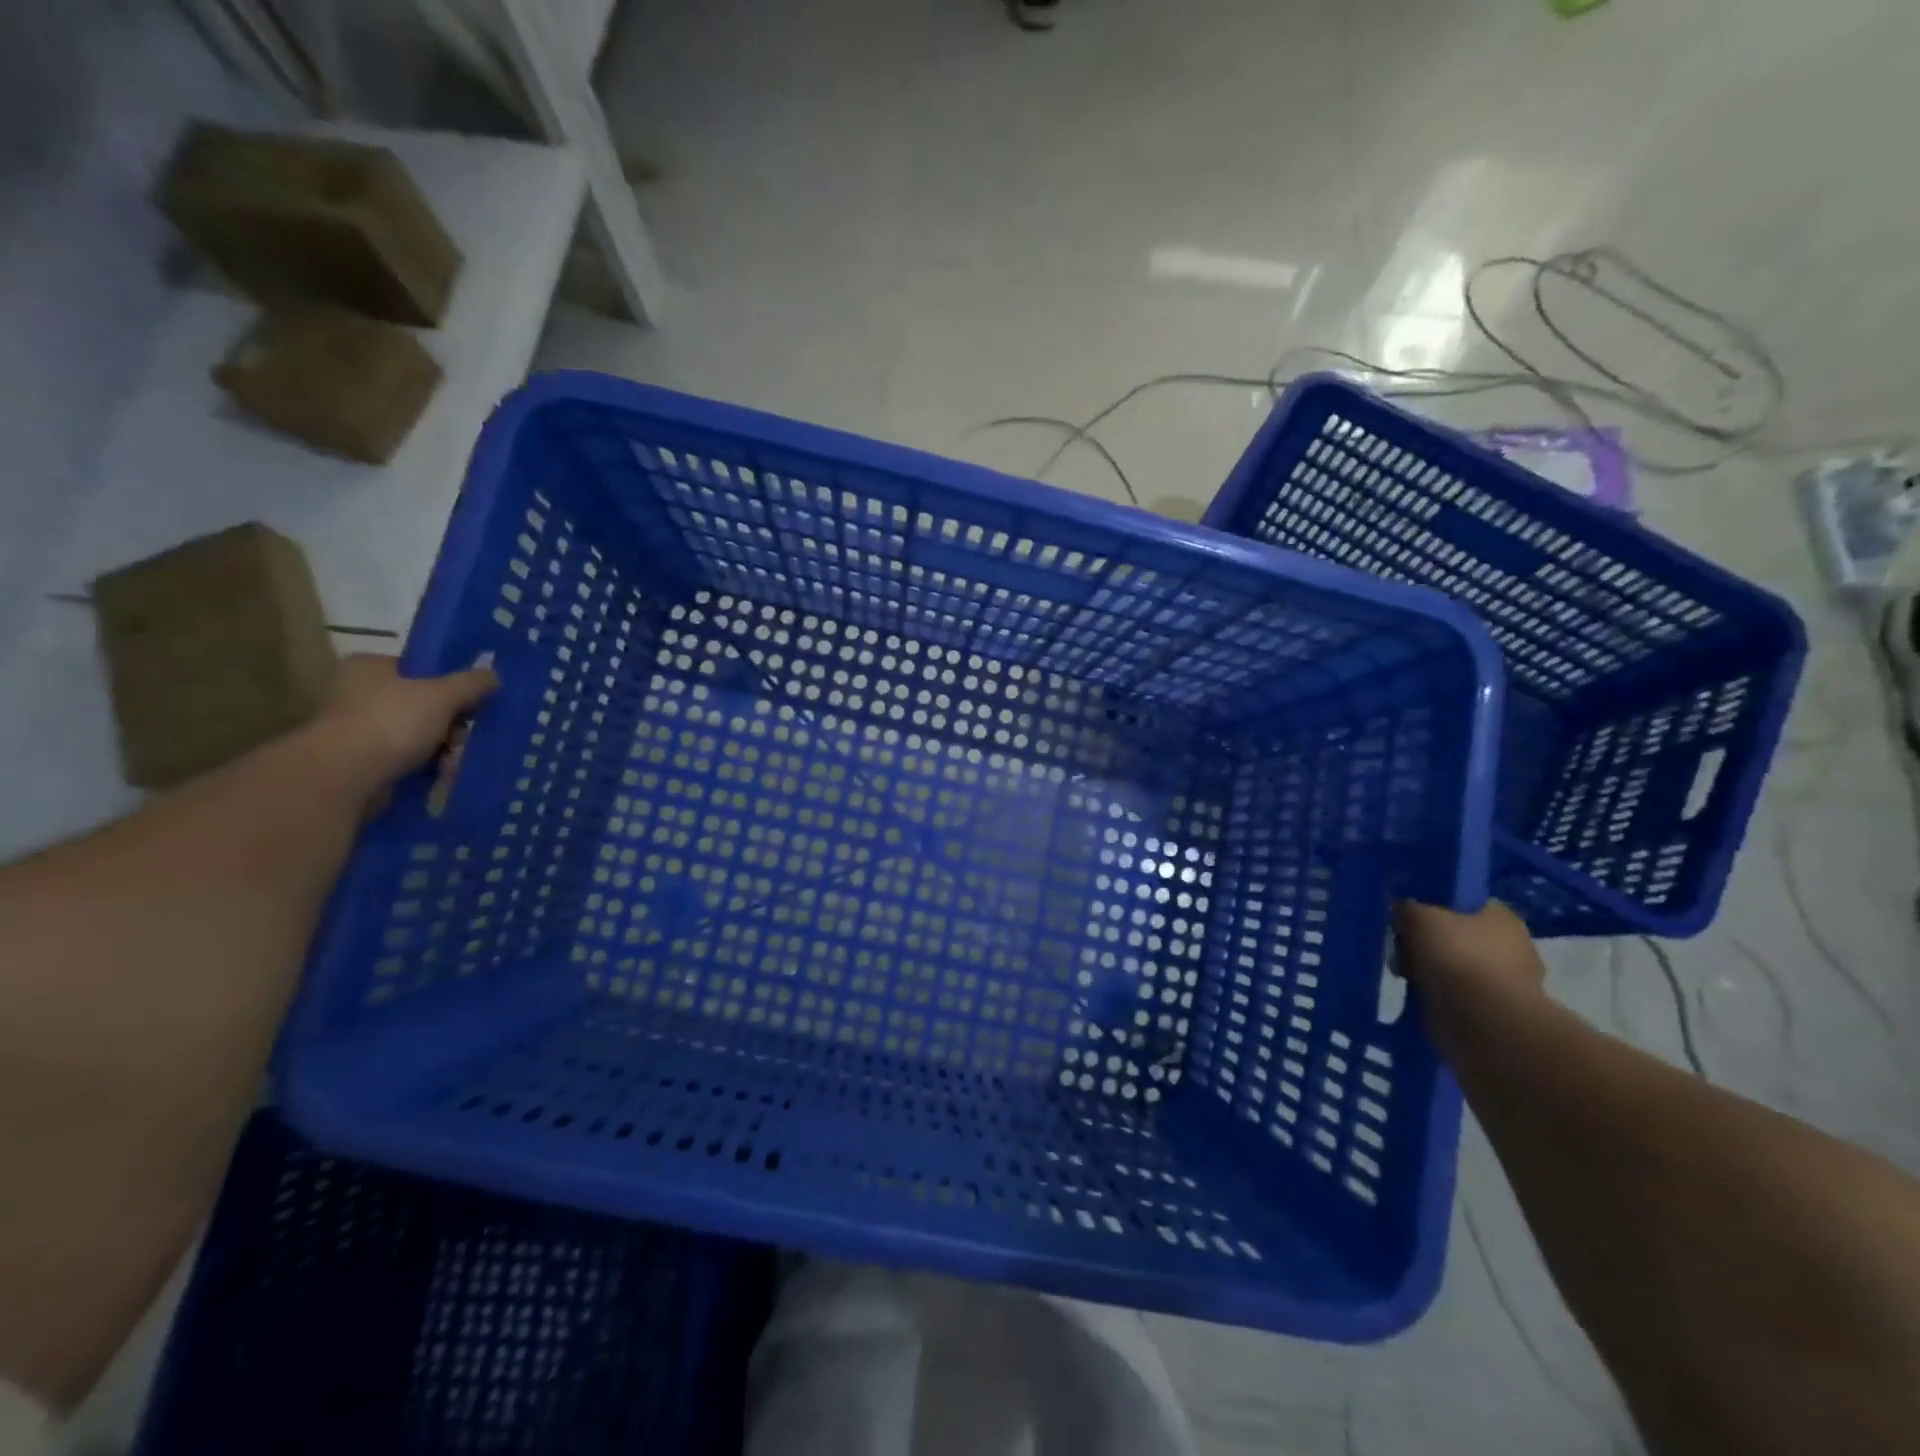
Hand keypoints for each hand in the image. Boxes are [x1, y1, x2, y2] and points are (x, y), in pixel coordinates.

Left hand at [312, 654, 498, 798]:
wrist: (345, 776)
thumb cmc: (392, 722)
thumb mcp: (443, 695)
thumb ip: (471, 683)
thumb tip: (493, 675)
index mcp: (370, 667)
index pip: (420, 669)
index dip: (450, 684)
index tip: (472, 702)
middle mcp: (358, 693)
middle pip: (423, 703)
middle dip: (451, 723)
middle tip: (464, 736)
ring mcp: (357, 728)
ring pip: (417, 733)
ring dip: (442, 747)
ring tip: (455, 760)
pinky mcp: (360, 760)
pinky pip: (405, 757)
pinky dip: (425, 765)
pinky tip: (442, 773)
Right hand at [1393, 900, 1544, 1048]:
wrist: (1482, 1023)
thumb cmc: (1458, 957)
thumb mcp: (1419, 916)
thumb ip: (1408, 907)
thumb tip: (1403, 910)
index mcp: (1502, 918)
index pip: (1465, 902)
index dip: (1435, 905)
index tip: (1409, 915)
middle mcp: (1511, 947)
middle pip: (1456, 935)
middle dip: (1426, 942)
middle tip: (1401, 947)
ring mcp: (1504, 983)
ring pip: (1453, 967)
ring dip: (1427, 970)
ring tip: (1404, 975)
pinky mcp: (1492, 1013)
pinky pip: (1454, 996)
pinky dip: (1436, 996)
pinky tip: (1417, 996)